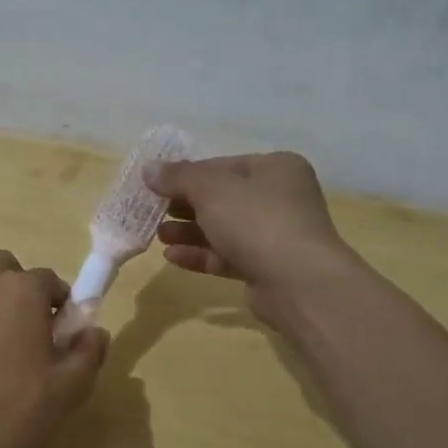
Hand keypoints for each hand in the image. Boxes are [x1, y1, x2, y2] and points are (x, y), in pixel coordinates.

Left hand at [0, 251, 108, 447]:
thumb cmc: (16, 410)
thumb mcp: (70, 387)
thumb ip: (89, 351)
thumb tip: (93, 332)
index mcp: (21, 290)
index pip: (50, 280)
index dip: (63, 306)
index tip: (66, 338)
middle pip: (6, 270)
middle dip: (22, 291)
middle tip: (34, 334)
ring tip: (6, 355)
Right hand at [147, 152, 358, 321]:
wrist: (298, 283)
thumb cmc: (256, 220)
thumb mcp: (210, 189)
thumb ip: (178, 177)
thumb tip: (149, 168)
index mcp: (275, 168)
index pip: (222, 165)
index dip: (187, 174)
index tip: (156, 185)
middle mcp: (280, 198)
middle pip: (222, 198)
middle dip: (185, 206)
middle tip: (153, 211)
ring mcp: (275, 235)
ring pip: (223, 229)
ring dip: (189, 232)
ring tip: (158, 235)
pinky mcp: (266, 268)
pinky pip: (227, 256)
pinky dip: (200, 255)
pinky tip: (171, 257)